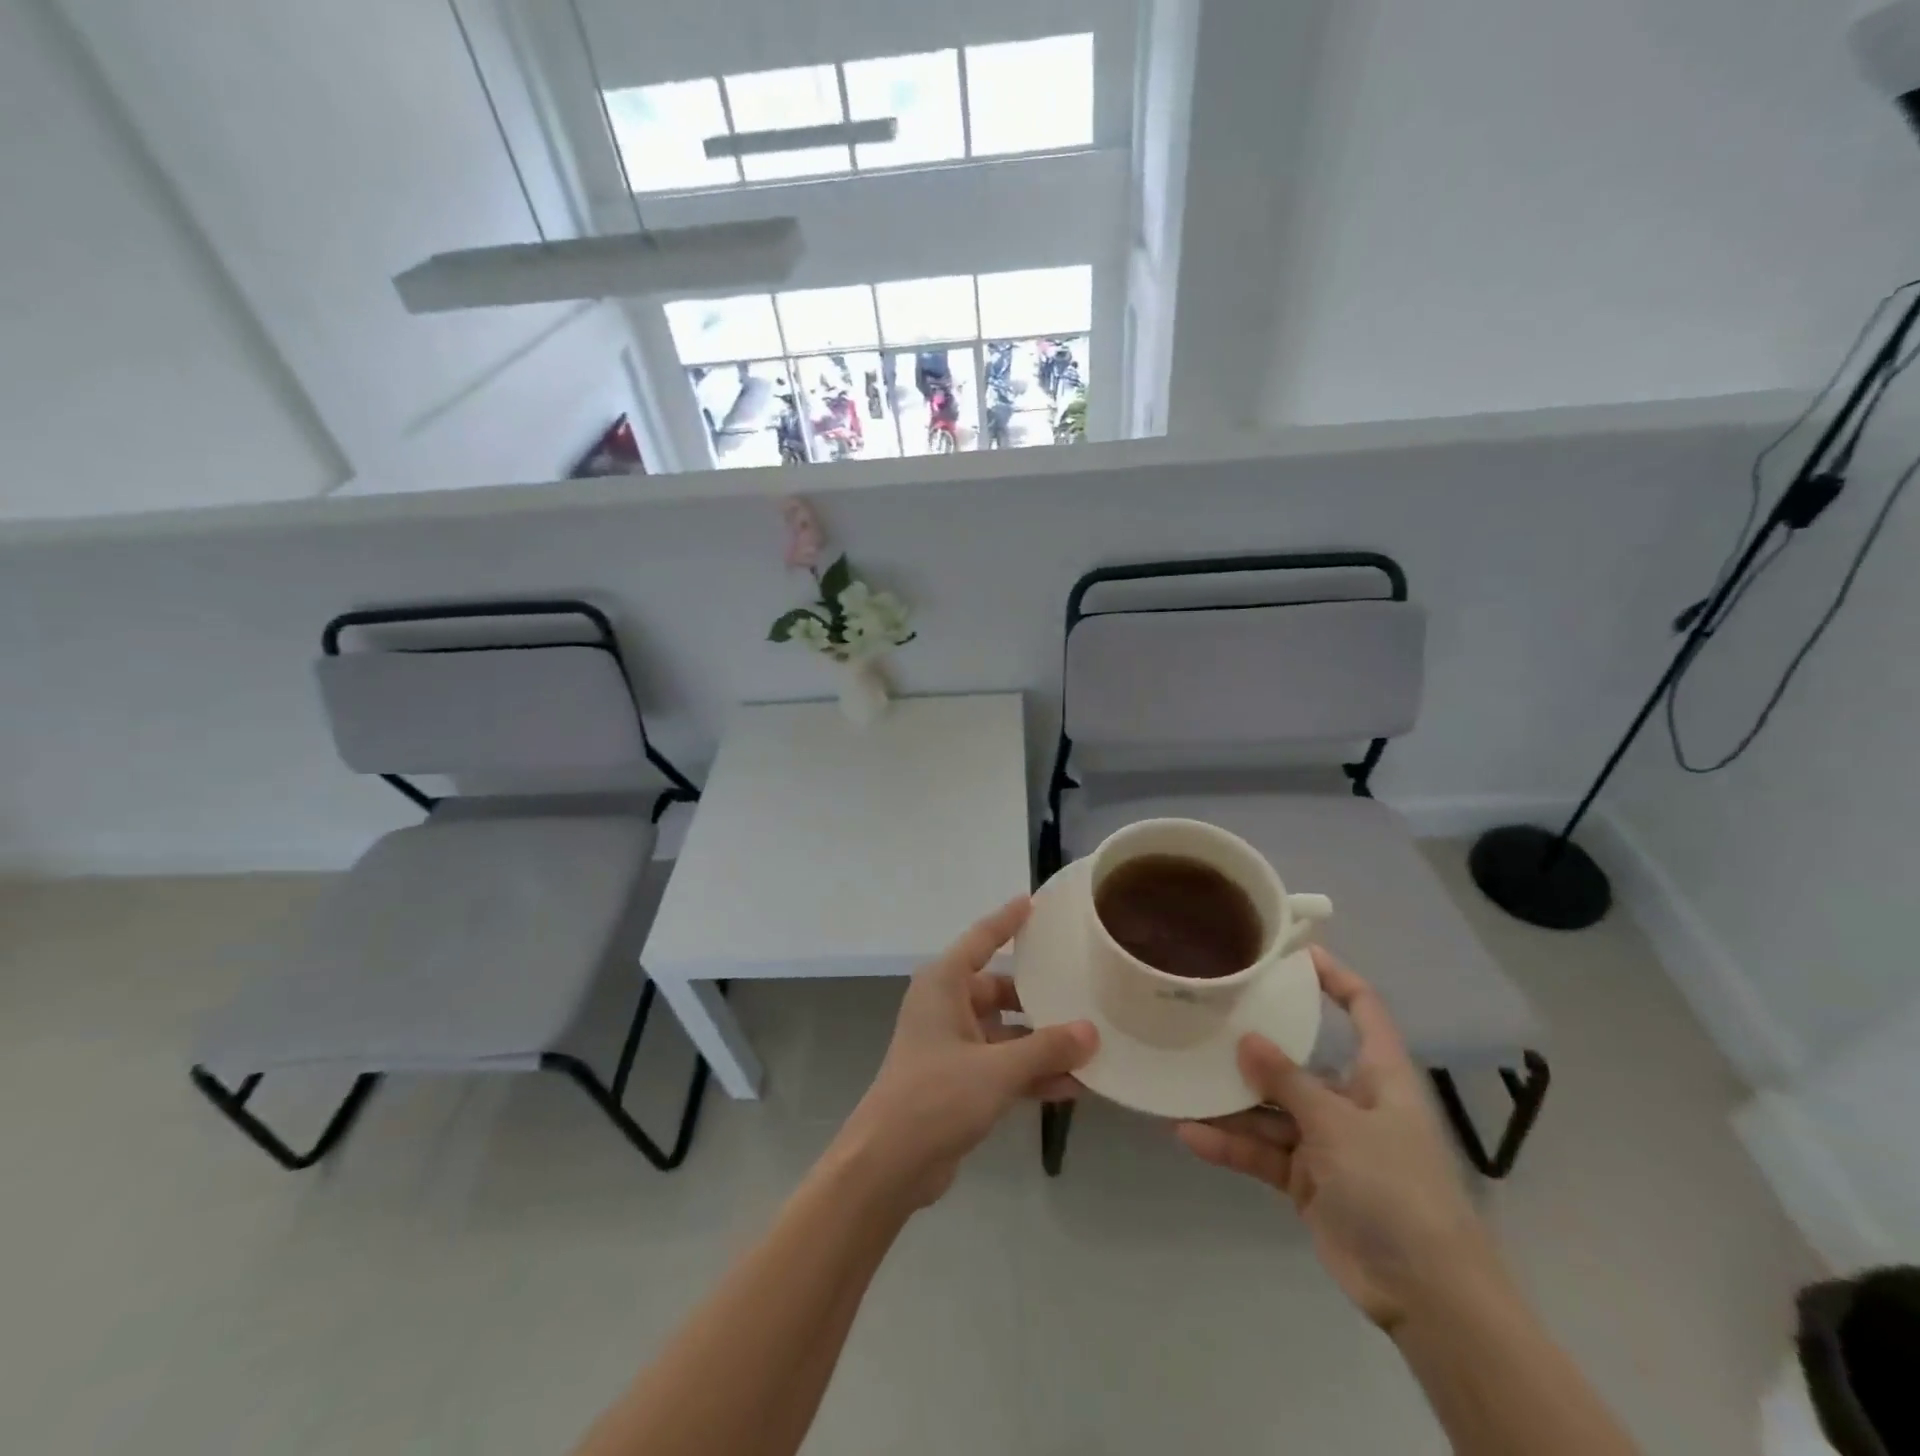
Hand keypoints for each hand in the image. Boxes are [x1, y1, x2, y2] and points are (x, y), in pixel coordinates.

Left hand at [836, 898, 1097, 1209]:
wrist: (889, 1164)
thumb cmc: (936, 1096)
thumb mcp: (997, 1069)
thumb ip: (1046, 1049)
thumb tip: (1091, 1032)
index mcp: (943, 984)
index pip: (981, 939)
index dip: (1008, 920)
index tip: (1033, 902)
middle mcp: (946, 1006)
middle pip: (1000, 989)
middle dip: (1040, 998)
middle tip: (1083, 991)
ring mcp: (952, 1045)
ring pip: (1006, 1032)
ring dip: (1042, 1043)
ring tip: (1091, 1046)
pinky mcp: (959, 1080)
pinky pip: (1003, 1065)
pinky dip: (1031, 1072)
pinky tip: (1073, 1086)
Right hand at [1177, 947, 1495, 1330]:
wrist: (1427, 1295)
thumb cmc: (1396, 1189)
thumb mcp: (1340, 1125)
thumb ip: (1288, 1081)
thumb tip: (1245, 1039)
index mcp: (1379, 1075)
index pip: (1363, 1009)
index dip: (1335, 978)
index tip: (1293, 954)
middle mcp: (1351, 1100)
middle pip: (1299, 1059)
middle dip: (1256, 1044)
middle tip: (1207, 1014)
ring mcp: (1327, 1142)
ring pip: (1271, 1109)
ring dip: (1231, 1101)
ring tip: (1181, 1078)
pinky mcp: (1307, 1180)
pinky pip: (1262, 1151)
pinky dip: (1230, 1145)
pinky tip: (1189, 1134)